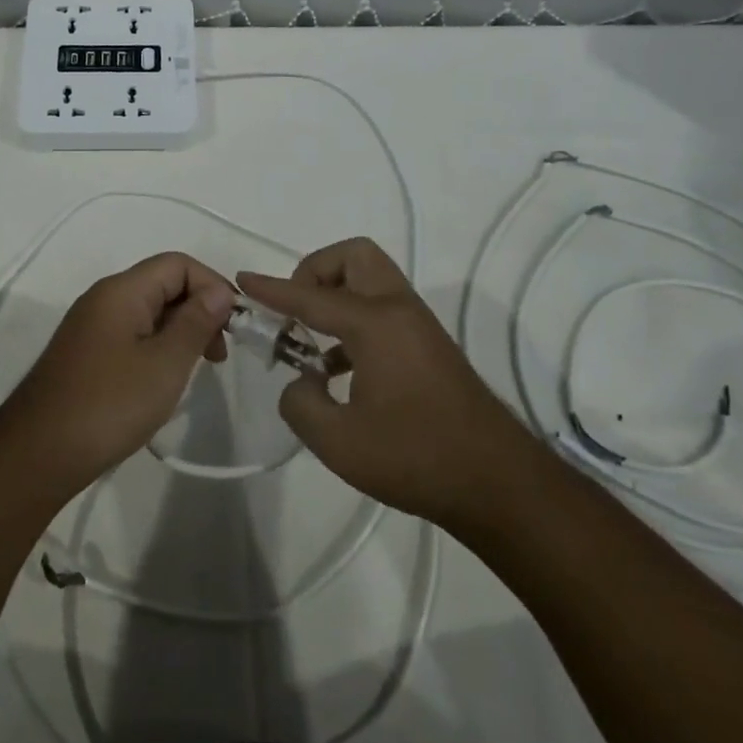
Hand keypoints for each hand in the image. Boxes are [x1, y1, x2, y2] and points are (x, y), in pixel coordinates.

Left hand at [0, 252, 236, 493]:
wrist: (39, 454)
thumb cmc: (109, 405)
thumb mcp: (165, 364)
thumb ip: (196, 323)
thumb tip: (220, 293)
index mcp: (121, 291)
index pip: (178, 264)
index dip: (212, 285)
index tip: (233, 326)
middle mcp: (104, 299)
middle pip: (163, 284)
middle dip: (199, 309)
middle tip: (219, 353)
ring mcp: (91, 326)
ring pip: (149, 311)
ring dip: (180, 330)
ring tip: (198, 368)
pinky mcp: (86, 353)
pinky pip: (132, 334)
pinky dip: (158, 346)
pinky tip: (166, 379)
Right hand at [238, 238, 524, 525]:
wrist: (499, 485)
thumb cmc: (415, 458)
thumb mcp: (338, 441)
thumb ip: (300, 404)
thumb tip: (300, 383)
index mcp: (375, 323)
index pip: (311, 295)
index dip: (272, 289)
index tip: (243, 281)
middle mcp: (399, 311)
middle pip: (354, 257)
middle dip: (316, 271)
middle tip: (296, 312)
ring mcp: (419, 327)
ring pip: (371, 281)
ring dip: (335, 297)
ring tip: (309, 345)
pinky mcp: (429, 348)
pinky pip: (383, 310)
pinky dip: (354, 321)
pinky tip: (338, 371)